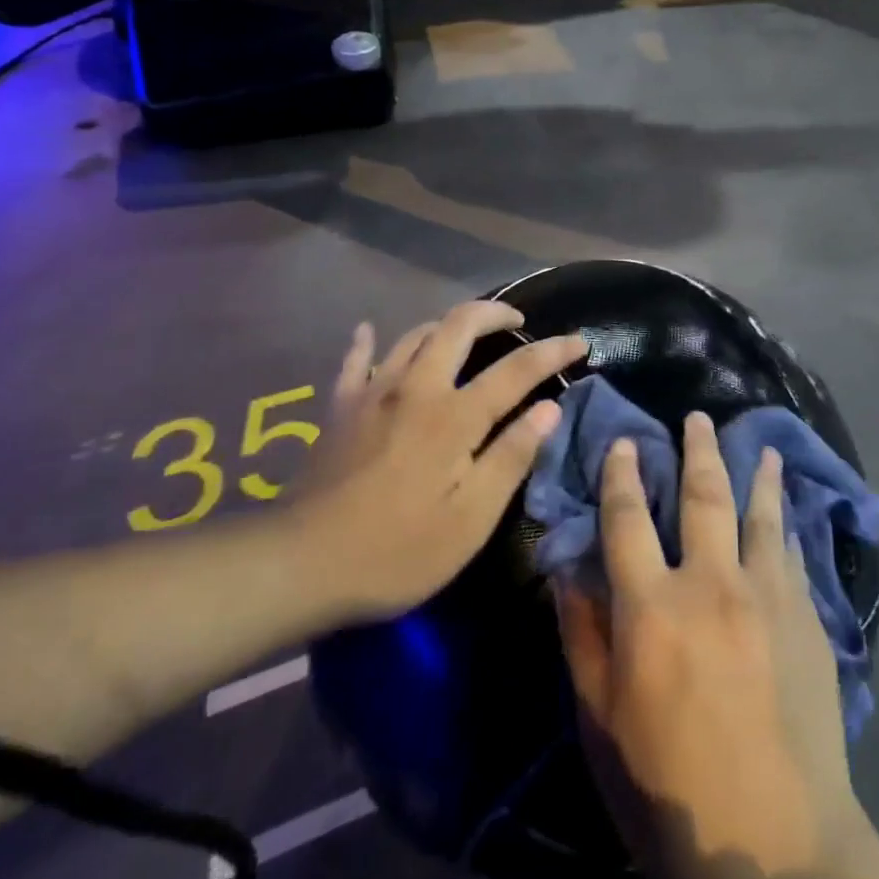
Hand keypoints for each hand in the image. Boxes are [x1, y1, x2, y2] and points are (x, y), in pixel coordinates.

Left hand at [284, 302, 585, 624]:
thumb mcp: (470, 519)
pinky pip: (355, 361)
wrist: (299, 564)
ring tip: (464, 334)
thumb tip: (548, 409)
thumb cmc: (397, 551)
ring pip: (414, 334)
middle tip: (517, 321)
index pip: (516, 369)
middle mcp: (417, 388)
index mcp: (455, 416)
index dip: (553, 350)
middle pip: (459, 325)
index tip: (579, 342)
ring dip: (446, 325)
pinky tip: (368, 331)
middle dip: (495, 313)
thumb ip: (512, 457)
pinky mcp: (340, 408)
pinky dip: (367, 341)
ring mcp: (373, 393)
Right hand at [556, 414, 867, 878]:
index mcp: (653, 608)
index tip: (626, 442)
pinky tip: (788, 507)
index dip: (623, 475)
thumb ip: (582, 637)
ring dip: (755, 472)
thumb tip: (567, 570)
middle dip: (697, 449)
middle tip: (697, 415)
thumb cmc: (670, 789)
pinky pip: (793, 552)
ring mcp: (767, 595)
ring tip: (759, 444)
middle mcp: (711, 583)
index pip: (629, 520)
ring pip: (759, 513)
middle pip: (703, 496)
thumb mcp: (603, 721)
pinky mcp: (806, 617)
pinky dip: (786, 521)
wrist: (776, 848)